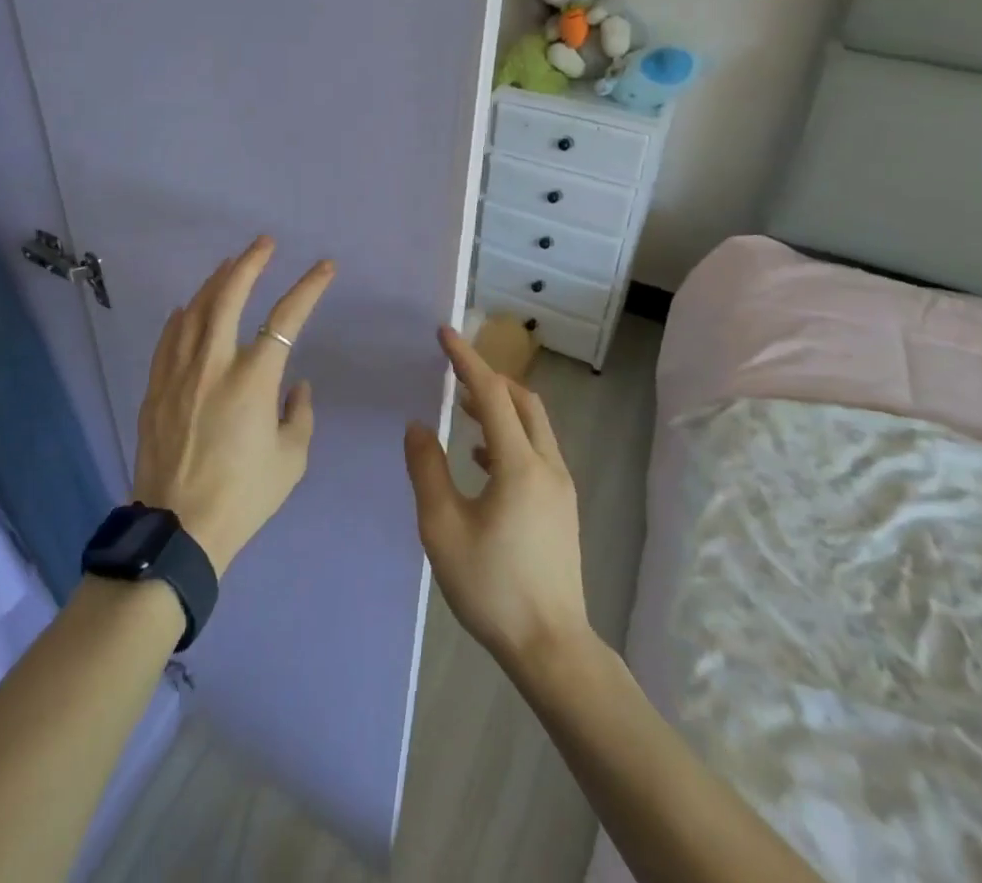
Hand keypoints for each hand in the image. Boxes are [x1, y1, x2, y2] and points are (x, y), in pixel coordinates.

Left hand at [131, 237, 333, 574]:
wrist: (178, 528)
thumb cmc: (243, 496)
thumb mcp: (290, 460)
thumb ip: (299, 414)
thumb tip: (295, 385)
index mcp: (253, 379)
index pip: (286, 318)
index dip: (308, 287)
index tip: (324, 267)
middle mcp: (214, 363)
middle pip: (229, 295)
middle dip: (250, 262)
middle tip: (264, 243)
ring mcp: (180, 372)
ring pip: (196, 310)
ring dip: (215, 282)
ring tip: (229, 265)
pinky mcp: (156, 387)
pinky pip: (169, 338)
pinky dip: (182, 316)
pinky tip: (188, 307)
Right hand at [404, 328, 589, 672]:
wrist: (551, 647)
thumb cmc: (492, 586)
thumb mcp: (442, 527)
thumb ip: (427, 469)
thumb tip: (419, 425)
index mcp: (519, 465)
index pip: (491, 394)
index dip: (466, 360)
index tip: (444, 333)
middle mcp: (548, 466)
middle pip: (522, 401)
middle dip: (488, 378)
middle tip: (454, 370)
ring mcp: (561, 487)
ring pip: (533, 425)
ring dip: (499, 407)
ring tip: (463, 410)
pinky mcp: (562, 506)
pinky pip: (536, 450)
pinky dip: (509, 436)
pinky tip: (482, 459)